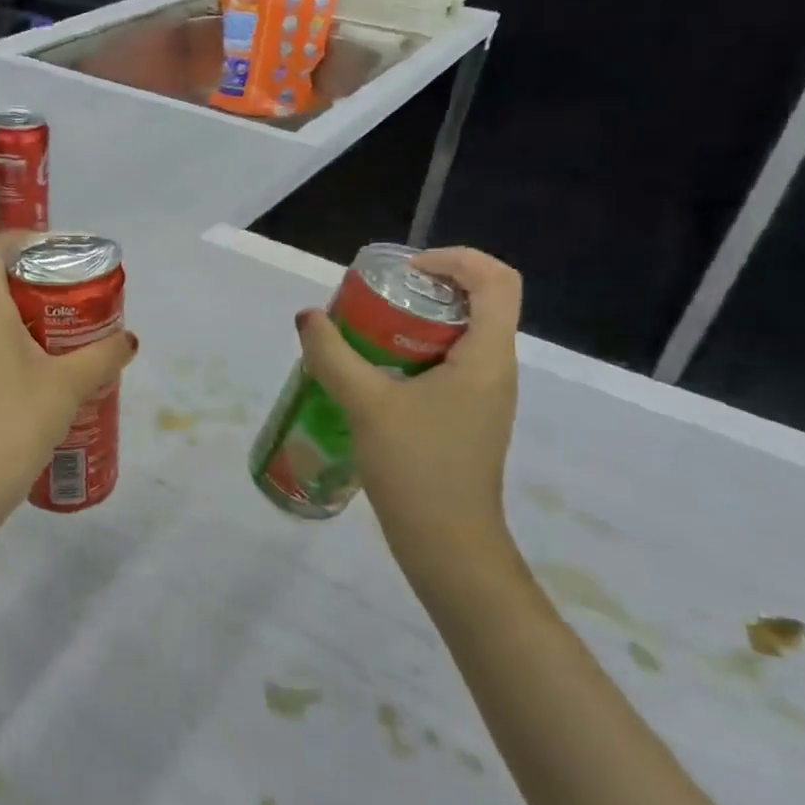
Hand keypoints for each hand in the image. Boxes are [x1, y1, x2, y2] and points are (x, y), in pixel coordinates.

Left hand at [0, 233, 138, 499]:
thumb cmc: (19, 415)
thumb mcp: (70, 382)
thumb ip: (103, 356)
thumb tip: (128, 340)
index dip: (20, 238)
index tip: (58, 247)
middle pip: (5, 281)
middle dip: (44, 278)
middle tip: (84, 287)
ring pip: (10, 316)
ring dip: (45, 313)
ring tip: (85, 323)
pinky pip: (12, 345)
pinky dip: (39, 342)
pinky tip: (70, 363)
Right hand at [295, 248, 520, 562]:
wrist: (448, 545)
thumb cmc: (417, 468)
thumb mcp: (366, 404)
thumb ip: (332, 355)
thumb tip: (307, 316)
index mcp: (487, 356)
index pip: (497, 280)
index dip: (457, 259)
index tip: (406, 270)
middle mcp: (494, 368)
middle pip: (477, 302)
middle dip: (426, 288)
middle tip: (375, 296)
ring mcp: (482, 395)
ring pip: (459, 335)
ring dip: (415, 321)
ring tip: (364, 329)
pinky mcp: (465, 417)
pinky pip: (445, 364)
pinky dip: (411, 352)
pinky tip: (370, 372)